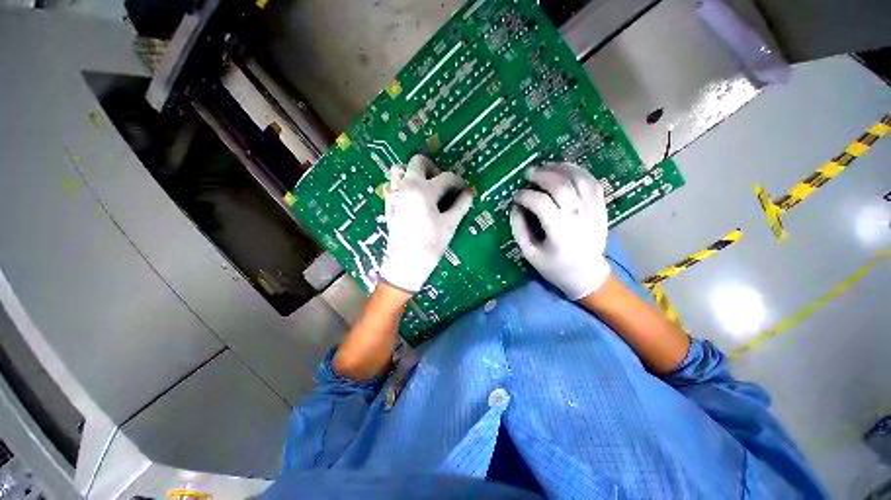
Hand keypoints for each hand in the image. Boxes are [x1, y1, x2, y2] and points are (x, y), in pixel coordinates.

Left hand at [378, 155, 472, 292]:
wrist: (405, 262)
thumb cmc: (430, 243)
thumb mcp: (449, 224)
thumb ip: (460, 205)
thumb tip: (468, 194)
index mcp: (424, 189)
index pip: (446, 177)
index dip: (459, 183)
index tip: (465, 191)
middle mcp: (406, 186)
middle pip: (418, 162)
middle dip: (432, 168)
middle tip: (440, 184)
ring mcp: (394, 194)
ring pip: (399, 171)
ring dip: (412, 174)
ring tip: (423, 188)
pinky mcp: (388, 205)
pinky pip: (392, 186)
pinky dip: (401, 186)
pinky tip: (411, 200)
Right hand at [510, 162, 609, 299]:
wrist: (588, 275)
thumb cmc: (555, 267)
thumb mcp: (530, 253)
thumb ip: (520, 229)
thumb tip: (515, 208)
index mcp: (559, 230)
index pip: (540, 202)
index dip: (525, 195)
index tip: (516, 196)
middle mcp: (577, 216)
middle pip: (560, 185)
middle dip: (541, 175)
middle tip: (529, 173)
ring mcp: (593, 210)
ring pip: (579, 179)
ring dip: (561, 168)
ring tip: (547, 166)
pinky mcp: (601, 208)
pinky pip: (593, 183)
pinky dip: (580, 172)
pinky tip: (567, 170)